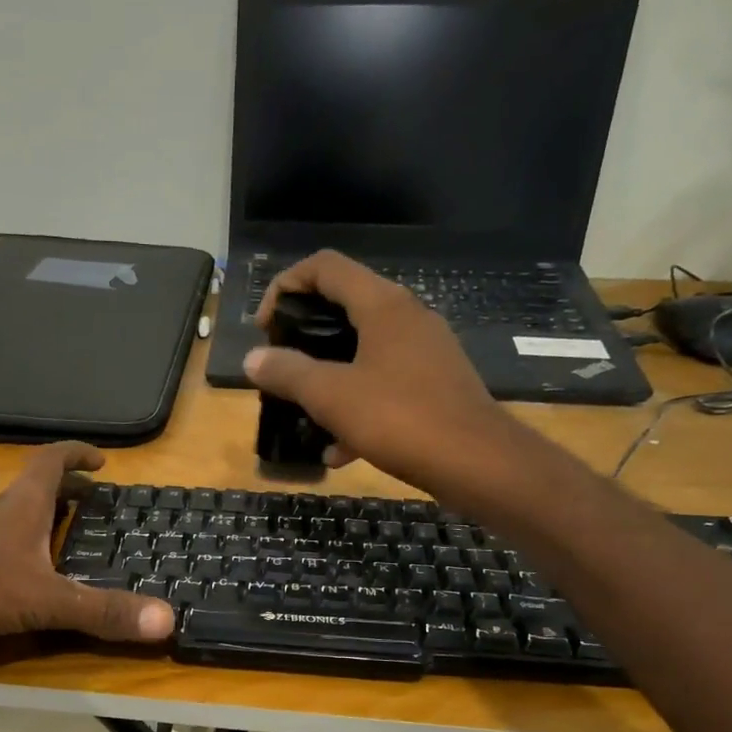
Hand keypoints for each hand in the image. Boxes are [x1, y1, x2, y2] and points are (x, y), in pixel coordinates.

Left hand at [0, 443, 174, 648]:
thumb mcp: (42, 599)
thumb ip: (100, 611)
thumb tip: (167, 620)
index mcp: (19, 508)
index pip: (51, 462)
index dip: (77, 454)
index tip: (101, 459)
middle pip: (31, 489)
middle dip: (63, 490)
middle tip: (90, 502)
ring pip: (6, 520)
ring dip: (35, 523)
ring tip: (59, 544)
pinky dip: (9, 554)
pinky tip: (12, 583)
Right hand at [244, 250, 513, 493]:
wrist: (477, 463)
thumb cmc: (400, 419)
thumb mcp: (331, 396)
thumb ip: (288, 373)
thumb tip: (253, 358)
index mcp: (383, 305)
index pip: (325, 267)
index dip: (285, 286)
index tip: (265, 328)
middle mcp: (408, 318)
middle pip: (344, 308)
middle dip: (305, 337)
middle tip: (281, 367)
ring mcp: (426, 352)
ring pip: (364, 352)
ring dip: (329, 378)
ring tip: (304, 413)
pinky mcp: (436, 386)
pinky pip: (385, 386)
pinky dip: (358, 407)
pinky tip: (340, 450)